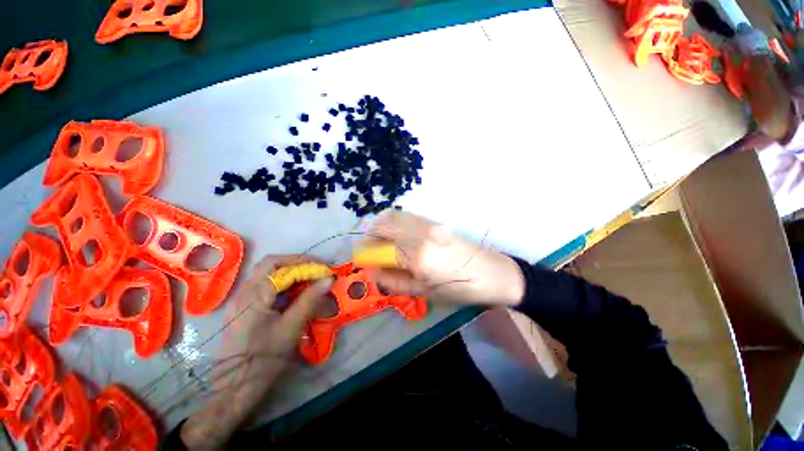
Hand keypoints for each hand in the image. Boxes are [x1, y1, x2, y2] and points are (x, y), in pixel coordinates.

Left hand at [181, 254, 331, 450]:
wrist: (235, 387)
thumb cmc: (264, 358)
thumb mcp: (291, 327)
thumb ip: (310, 299)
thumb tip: (328, 279)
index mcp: (253, 295)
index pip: (280, 266)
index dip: (305, 264)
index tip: (324, 269)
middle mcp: (244, 291)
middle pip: (270, 264)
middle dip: (296, 263)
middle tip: (316, 269)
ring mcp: (241, 299)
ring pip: (267, 274)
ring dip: (290, 272)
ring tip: (309, 279)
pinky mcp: (244, 308)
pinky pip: (265, 286)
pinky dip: (283, 283)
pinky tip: (295, 293)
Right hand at [364, 211, 523, 305]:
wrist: (492, 272)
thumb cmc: (459, 289)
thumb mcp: (424, 292)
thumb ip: (393, 280)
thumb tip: (371, 270)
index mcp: (417, 255)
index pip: (380, 248)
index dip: (367, 252)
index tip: (362, 258)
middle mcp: (420, 233)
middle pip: (384, 223)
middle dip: (371, 234)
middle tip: (372, 249)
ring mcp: (429, 223)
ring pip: (395, 215)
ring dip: (382, 226)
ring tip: (384, 242)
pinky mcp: (435, 221)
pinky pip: (407, 216)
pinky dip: (395, 223)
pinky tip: (399, 236)